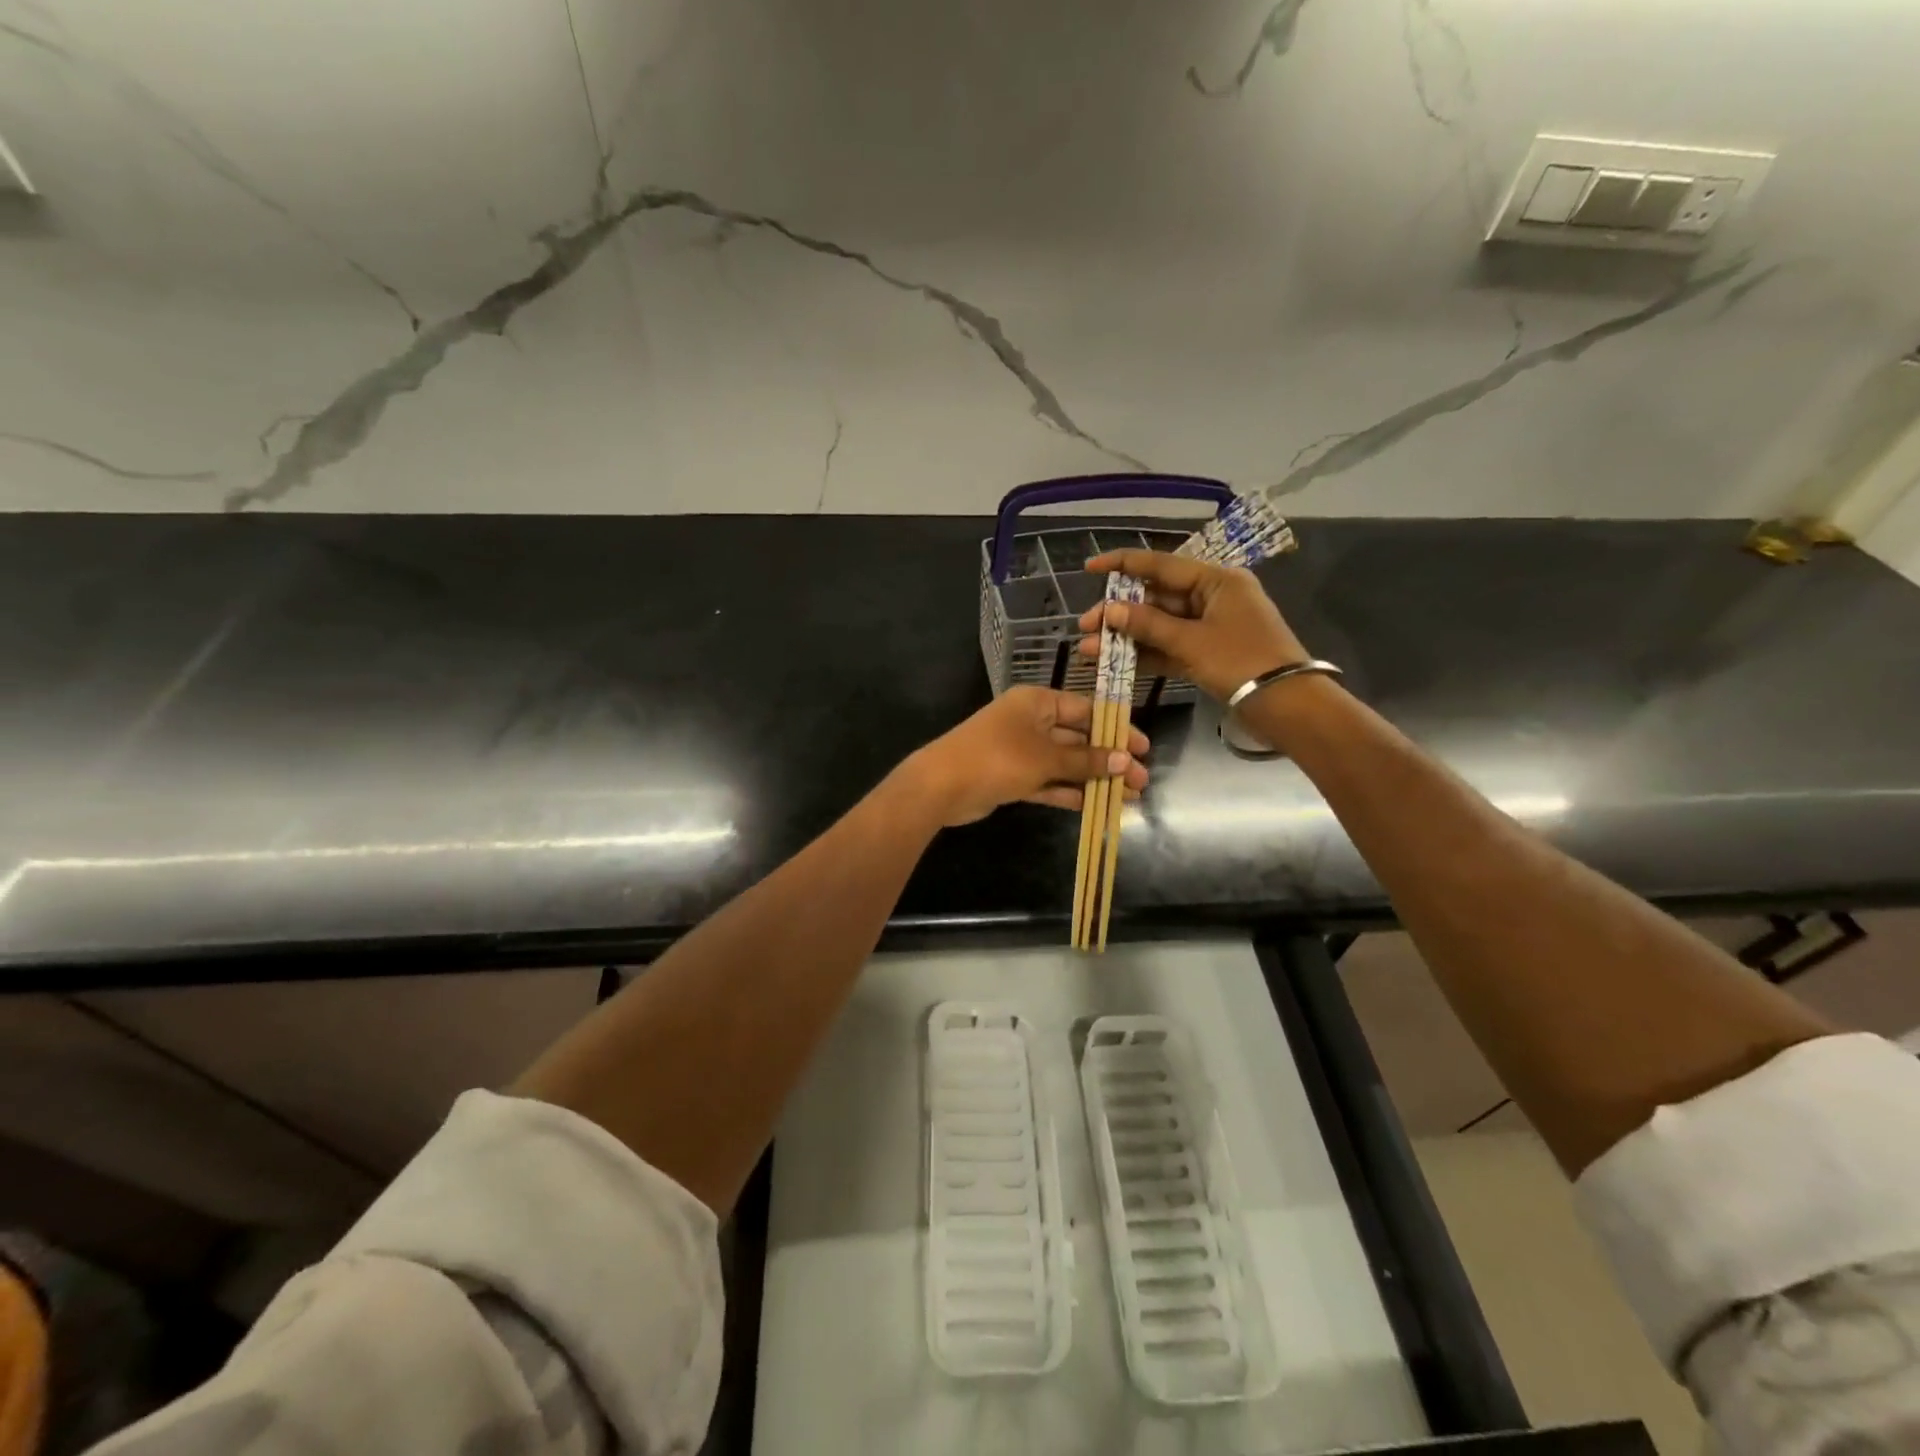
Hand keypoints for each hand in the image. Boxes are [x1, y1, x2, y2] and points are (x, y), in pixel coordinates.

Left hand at [902, 686, 1149, 826]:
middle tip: (1142, 781)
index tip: (1143, 749)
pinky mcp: (1013, 777)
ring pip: (1066, 763)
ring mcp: (1021, 751)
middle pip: (1079, 738)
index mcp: (1038, 702)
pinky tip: (1096, 806)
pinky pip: (1049, 782)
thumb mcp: (1045, 757)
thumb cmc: (997, 758)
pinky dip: (1070, 792)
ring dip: (1094, 779)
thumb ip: (1085, 760)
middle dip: (1110, 759)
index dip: (1117, 729)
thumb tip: (1125, 761)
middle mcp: (1031, 722)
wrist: (941, 785)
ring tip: (1128, 797)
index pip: (1086, 710)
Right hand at [1076, 550, 1306, 700]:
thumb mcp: (1191, 642)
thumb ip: (1148, 625)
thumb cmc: (1242, 662)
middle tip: (1085, 626)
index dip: (1122, 564)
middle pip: (1156, 597)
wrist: (1286, 705)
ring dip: (1127, 637)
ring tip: (1090, 649)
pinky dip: (1145, 654)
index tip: (1090, 568)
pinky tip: (1115, 662)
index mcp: (1216, 580)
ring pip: (1160, 625)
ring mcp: (1210, 626)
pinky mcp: (1208, 653)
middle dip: (1119, 613)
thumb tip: (1110, 611)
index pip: (1161, 565)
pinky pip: (1170, 647)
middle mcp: (1213, 597)